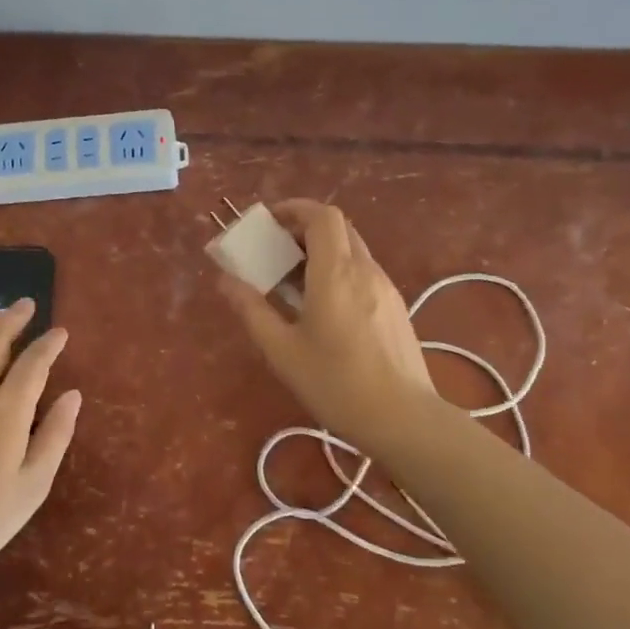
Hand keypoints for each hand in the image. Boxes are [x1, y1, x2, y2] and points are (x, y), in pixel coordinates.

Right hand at [218, 199, 438, 453]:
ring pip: (352, 250)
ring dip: (321, 253)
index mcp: (336, 273)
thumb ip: (252, 310)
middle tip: (274, 252)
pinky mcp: (396, 308)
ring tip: (293, 283)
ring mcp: (386, 288)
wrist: (404, 419)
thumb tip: (225, 280)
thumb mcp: (282, 351)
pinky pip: (363, 273)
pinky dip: (338, 272)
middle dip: (303, 229)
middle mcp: (365, 270)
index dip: (294, 209)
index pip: (322, 216)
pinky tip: (323, 309)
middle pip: (338, 228)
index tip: (268, 222)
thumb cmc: (336, 384)